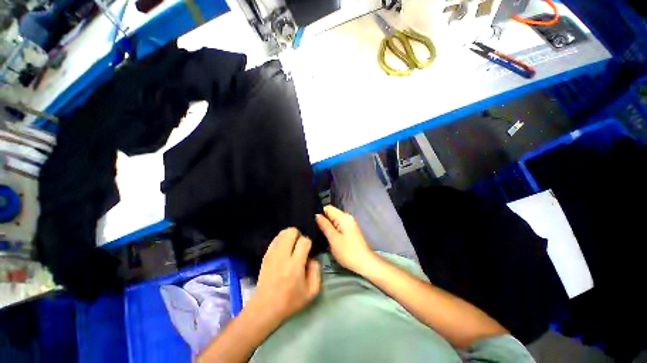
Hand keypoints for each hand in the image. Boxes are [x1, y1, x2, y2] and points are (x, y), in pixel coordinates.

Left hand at [250, 228, 320, 324]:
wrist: (265, 307)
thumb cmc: (290, 301)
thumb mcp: (311, 291)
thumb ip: (316, 271)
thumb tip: (312, 257)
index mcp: (295, 264)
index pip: (304, 241)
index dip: (308, 244)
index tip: (307, 252)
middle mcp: (283, 255)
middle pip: (292, 231)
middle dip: (299, 235)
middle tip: (299, 246)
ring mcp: (272, 254)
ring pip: (282, 232)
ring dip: (290, 236)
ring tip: (292, 247)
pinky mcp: (266, 255)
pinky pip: (275, 239)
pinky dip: (282, 240)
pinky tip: (283, 250)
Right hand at [316, 205, 377, 273]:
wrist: (365, 263)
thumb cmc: (348, 252)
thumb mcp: (333, 239)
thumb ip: (324, 225)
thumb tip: (316, 215)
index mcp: (343, 217)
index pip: (328, 208)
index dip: (319, 212)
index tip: (310, 221)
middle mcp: (347, 217)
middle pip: (331, 213)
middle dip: (322, 219)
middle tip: (312, 228)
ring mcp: (349, 223)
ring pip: (333, 220)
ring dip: (326, 225)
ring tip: (317, 232)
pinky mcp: (349, 230)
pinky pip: (337, 225)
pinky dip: (332, 228)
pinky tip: (326, 235)